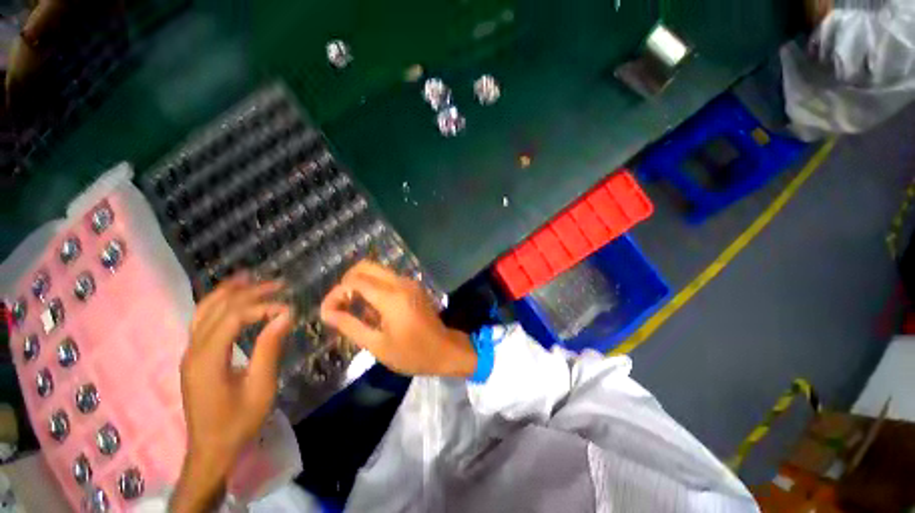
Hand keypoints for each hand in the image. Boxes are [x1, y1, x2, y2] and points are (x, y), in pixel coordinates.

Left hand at [171, 276, 292, 512]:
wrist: (211, 448)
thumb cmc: (239, 420)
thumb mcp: (261, 386)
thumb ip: (270, 348)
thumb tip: (286, 315)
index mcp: (208, 359)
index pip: (234, 317)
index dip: (263, 307)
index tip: (289, 308)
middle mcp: (193, 350)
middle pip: (218, 308)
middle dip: (249, 292)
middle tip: (278, 284)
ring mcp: (190, 353)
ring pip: (204, 311)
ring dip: (228, 292)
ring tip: (251, 277)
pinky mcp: (194, 357)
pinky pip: (202, 321)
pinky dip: (218, 304)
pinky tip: (232, 299)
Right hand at [320, 261, 475, 376]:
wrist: (444, 350)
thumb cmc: (412, 353)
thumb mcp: (377, 345)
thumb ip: (350, 326)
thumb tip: (327, 313)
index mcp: (391, 297)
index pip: (354, 281)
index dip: (335, 293)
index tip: (327, 312)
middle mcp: (401, 282)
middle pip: (366, 266)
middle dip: (347, 282)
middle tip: (340, 305)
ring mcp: (409, 282)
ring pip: (377, 270)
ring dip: (361, 284)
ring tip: (355, 309)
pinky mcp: (413, 286)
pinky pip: (388, 278)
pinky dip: (374, 286)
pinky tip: (373, 309)